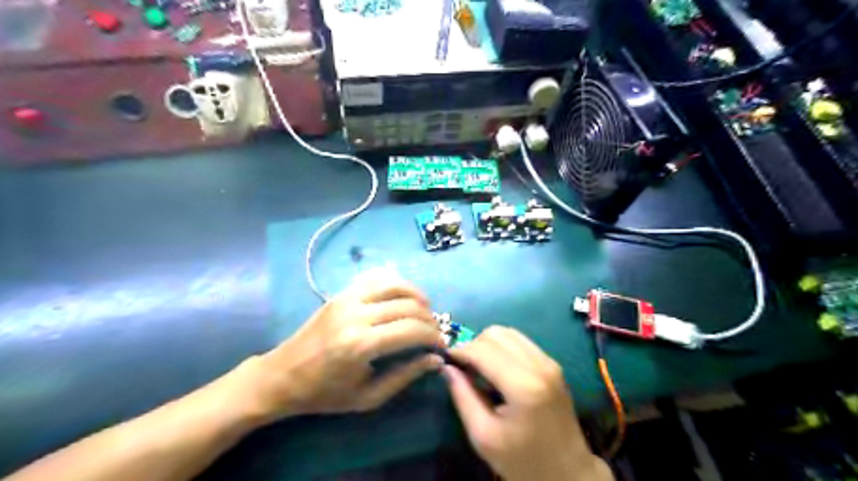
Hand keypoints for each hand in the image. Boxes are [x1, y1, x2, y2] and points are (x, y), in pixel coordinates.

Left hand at [241, 274, 441, 420]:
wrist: (282, 376)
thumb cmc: (324, 393)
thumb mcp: (367, 397)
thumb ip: (405, 376)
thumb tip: (436, 360)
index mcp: (361, 345)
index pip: (412, 330)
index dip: (433, 336)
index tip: (441, 346)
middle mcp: (356, 314)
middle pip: (408, 305)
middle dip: (429, 318)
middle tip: (435, 332)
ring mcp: (347, 298)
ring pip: (395, 284)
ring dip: (417, 295)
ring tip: (425, 310)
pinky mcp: (341, 293)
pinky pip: (375, 277)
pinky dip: (395, 282)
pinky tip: (402, 296)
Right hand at [443, 326, 609, 480]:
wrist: (567, 472)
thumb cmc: (522, 460)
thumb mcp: (483, 435)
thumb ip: (463, 396)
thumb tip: (447, 367)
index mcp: (523, 386)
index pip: (483, 350)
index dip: (460, 350)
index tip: (447, 360)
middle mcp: (539, 365)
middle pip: (496, 334)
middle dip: (473, 344)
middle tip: (463, 366)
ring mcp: (549, 361)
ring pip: (508, 332)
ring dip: (488, 343)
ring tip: (478, 365)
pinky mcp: (552, 363)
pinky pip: (520, 340)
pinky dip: (502, 346)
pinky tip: (496, 366)